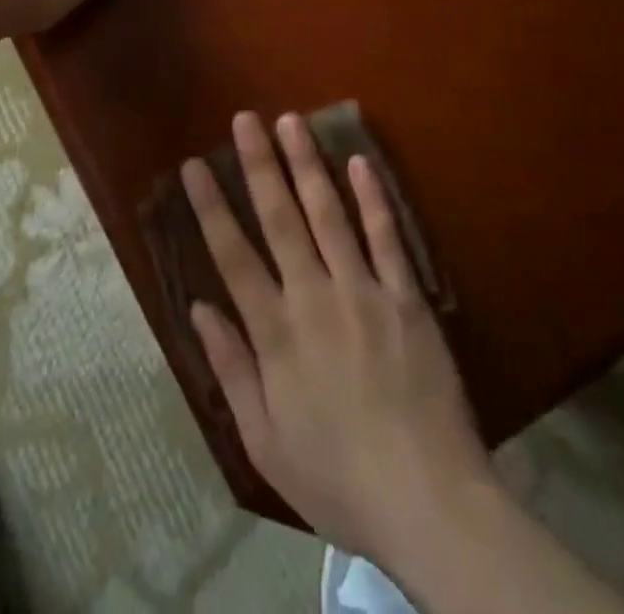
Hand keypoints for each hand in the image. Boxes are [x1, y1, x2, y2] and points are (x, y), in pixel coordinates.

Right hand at [184, 113, 497, 573]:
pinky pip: (387, 238)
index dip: (211, 206)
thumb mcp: (264, 441)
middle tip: (244, 119)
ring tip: (290, 121)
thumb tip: (199, 308)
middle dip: (259, 164)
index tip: (194, 165)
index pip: (232, 255)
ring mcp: (364, 291)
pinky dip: (372, 198)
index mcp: (276, 332)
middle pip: (280, 218)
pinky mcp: (407, 297)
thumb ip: (232, 368)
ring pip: (329, 214)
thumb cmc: (337, 478)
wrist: (429, 503)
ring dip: (308, 164)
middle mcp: (314, 297)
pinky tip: (359, 161)